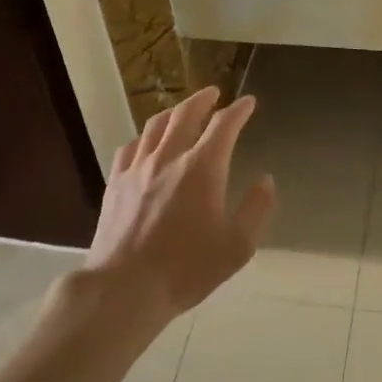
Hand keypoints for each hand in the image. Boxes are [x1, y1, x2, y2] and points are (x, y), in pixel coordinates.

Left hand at [86, 88, 275, 318]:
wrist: (124, 288)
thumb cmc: (186, 269)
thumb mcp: (237, 246)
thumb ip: (256, 209)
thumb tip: (266, 180)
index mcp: (203, 168)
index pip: (224, 125)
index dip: (239, 110)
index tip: (249, 102)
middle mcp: (169, 157)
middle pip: (185, 113)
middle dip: (203, 99)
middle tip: (214, 93)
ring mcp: (137, 167)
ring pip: (155, 125)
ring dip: (173, 111)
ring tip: (182, 110)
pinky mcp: (115, 182)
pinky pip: (130, 146)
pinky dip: (144, 137)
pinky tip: (146, 143)